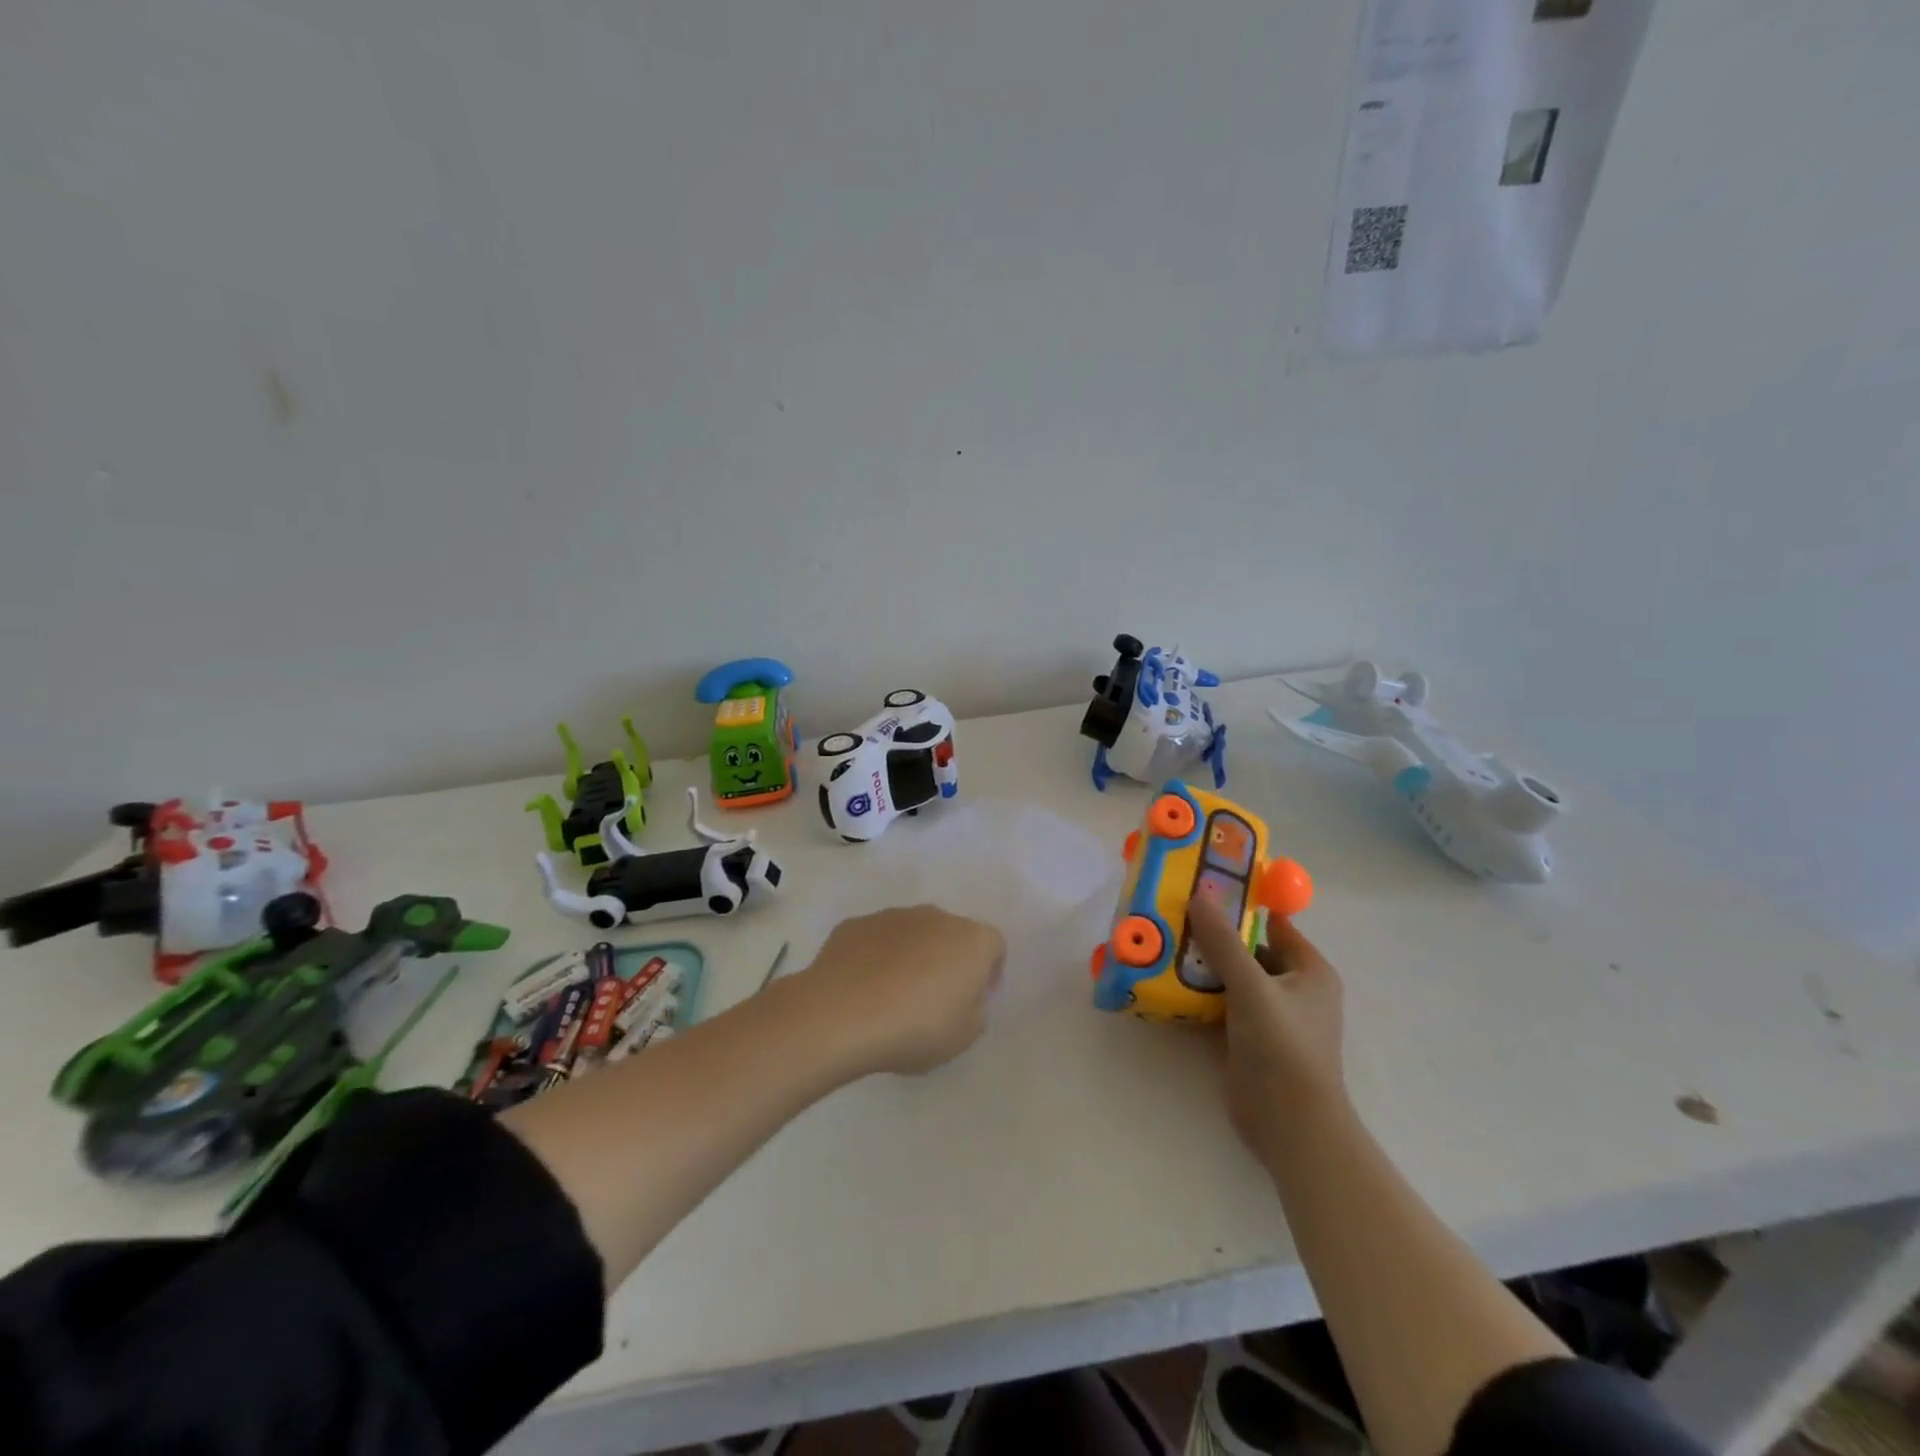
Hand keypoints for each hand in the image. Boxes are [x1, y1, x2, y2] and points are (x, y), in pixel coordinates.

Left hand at [791, 905, 1005, 1076]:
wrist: (842, 1014)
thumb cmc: (915, 1028)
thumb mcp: (964, 1036)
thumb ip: (975, 1010)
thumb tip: (967, 996)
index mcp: (971, 940)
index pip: (993, 946)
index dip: (989, 971)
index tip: (974, 998)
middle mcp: (935, 916)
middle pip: (951, 934)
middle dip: (947, 959)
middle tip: (933, 998)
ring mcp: (892, 916)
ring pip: (912, 933)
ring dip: (910, 955)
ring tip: (892, 995)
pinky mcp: (855, 924)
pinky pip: (876, 940)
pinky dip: (875, 957)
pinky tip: (862, 989)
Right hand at [1186, 899, 1346, 1162]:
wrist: (1289, 1127)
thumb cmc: (1283, 1048)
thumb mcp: (1252, 987)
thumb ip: (1223, 942)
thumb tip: (1198, 895)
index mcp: (1309, 970)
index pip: (1273, 924)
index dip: (1241, 904)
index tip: (1201, 887)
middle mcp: (1292, 987)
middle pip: (1247, 949)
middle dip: (1212, 934)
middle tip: (1171, 913)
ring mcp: (1268, 1014)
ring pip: (1230, 976)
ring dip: (1200, 963)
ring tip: (1160, 942)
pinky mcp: (1246, 1037)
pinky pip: (1219, 1003)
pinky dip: (1197, 992)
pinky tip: (1164, 981)